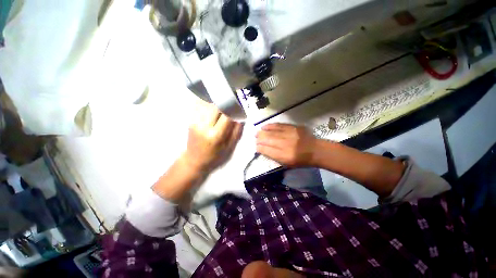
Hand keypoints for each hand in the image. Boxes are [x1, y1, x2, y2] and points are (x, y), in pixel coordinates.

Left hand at [184, 103, 242, 172]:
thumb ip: (237, 131)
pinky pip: (199, 103)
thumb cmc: (215, 156)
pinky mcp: (190, 119)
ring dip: (216, 100)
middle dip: (225, 101)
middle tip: (231, 102)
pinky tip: (212, 103)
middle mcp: (203, 125)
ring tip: (222, 102)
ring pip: (207, 102)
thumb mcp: (229, 147)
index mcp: (215, 135)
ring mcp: (195, 121)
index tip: (239, 105)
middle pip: (215, 105)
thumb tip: (241, 116)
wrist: (194, 159)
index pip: (226, 114)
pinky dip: (207, 100)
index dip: (234, 107)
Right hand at [256, 123, 319, 166]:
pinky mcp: (293, 127)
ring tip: (257, 133)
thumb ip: (275, 157)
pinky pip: (278, 125)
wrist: (316, 150)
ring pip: (272, 132)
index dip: (260, 148)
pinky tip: (264, 126)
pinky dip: (270, 126)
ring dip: (262, 132)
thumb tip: (263, 149)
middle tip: (255, 138)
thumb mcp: (287, 164)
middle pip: (268, 140)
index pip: (267, 151)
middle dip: (259, 139)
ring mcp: (289, 135)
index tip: (256, 147)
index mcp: (284, 156)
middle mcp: (286, 145)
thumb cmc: (301, 160)